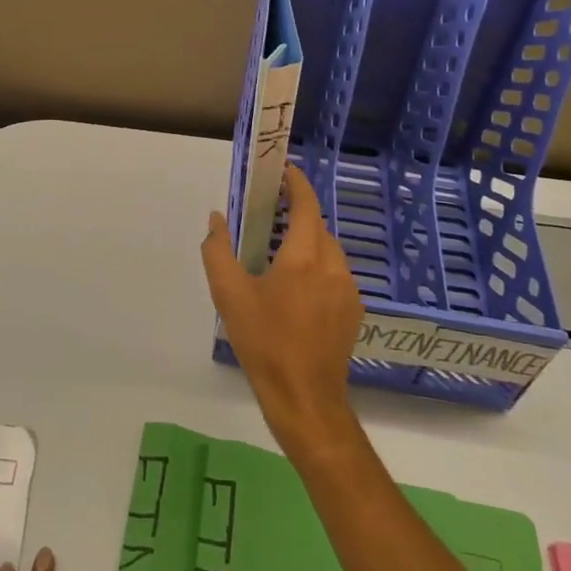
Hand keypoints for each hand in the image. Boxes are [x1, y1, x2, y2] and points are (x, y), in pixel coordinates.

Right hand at [202, 164, 364, 461]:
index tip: (281, 171)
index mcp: (304, 256)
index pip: (306, 204)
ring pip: (328, 250)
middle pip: (317, 226)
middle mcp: (332, 265)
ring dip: (307, 242)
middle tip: (269, 215)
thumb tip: (216, 219)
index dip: (296, 183)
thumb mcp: (229, 295)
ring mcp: (348, 289)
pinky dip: (317, 267)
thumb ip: (218, 250)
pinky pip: (335, 274)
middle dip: (296, 214)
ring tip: (279, 254)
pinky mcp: (354, 310)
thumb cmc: (264, 342)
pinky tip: (297, 289)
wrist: (305, 400)